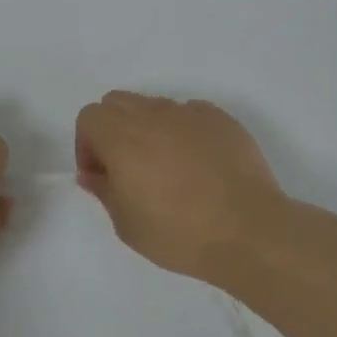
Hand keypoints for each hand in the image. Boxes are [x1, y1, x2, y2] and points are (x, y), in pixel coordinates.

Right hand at [74, 91, 285, 278]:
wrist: (249, 230)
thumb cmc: (180, 233)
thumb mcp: (127, 225)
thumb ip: (104, 191)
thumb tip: (94, 174)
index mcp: (122, 137)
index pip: (89, 117)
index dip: (87, 146)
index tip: (101, 176)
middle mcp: (152, 115)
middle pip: (117, 102)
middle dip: (112, 130)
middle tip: (126, 168)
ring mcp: (189, 112)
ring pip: (153, 106)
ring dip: (148, 129)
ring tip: (166, 168)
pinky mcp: (220, 118)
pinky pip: (189, 114)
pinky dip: (182, 131)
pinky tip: (198, 165)